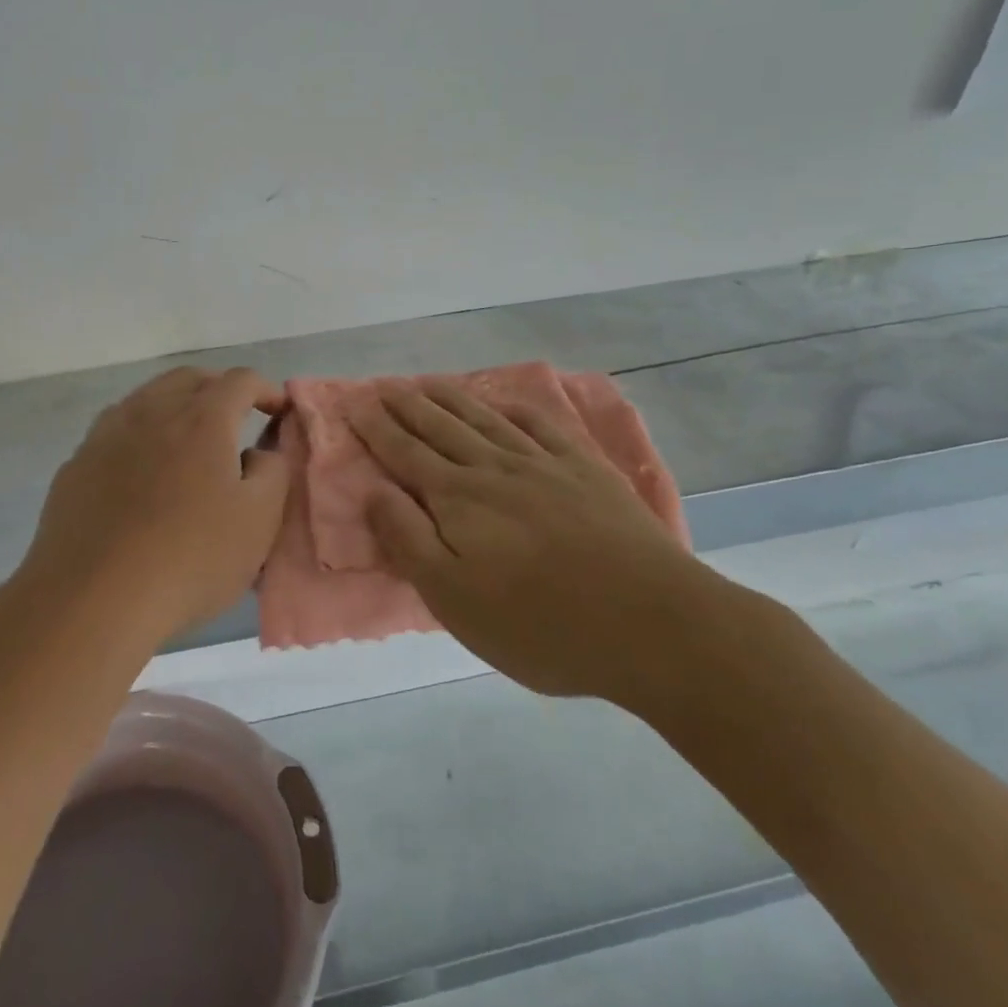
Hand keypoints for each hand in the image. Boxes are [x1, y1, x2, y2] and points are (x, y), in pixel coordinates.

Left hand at [17, 367, 288, 648]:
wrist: (91, 599)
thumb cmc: (190, 558)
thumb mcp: (259, 521)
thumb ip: (273, 472)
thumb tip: (259, 452)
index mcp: (202, 419)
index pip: (240, 381)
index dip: (265, 389)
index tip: (278, 410)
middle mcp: (152, 412)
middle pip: (189, 378)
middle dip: (218, 388)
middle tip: (236, 416)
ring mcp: (107, 435)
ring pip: (147, 398)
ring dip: (175, 406)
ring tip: (187, 440)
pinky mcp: (76, 465)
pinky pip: (115, 431)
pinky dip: (140, 435)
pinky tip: (140, 472)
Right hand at [351, 382, 714, 707]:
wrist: (650, 622)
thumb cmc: (540, 624)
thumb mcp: (454, 599)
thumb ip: (408, 539)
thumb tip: (374, 488)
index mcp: (458, 499)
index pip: (405, 453)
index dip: (378, 428)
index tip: (357, 404)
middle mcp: (494, 468)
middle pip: (441, 427)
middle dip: (408, 405)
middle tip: (384, 383)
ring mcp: (543, 464)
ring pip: (485, 419)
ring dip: (452, 398)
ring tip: (428, 382)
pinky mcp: (586, 471)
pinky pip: (542, 426)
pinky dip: (517, 409)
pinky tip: (506, 402)